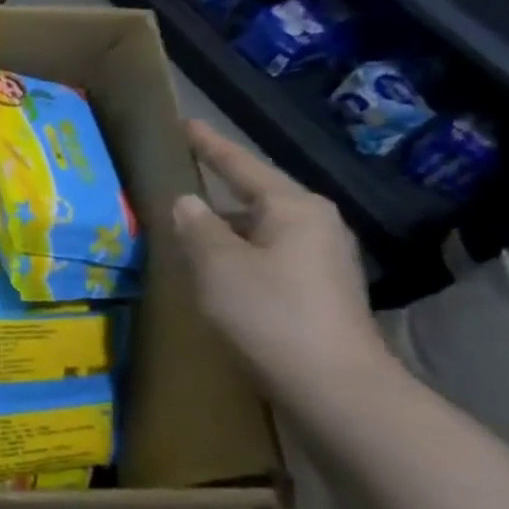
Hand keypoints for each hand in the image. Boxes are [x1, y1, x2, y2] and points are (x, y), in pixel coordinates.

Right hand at [172, 120, 390, 396]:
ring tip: (184, 231)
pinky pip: (266, 255)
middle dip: (215, 192)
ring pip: (259, 229)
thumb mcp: (218, 265)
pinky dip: (236, 254)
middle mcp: (315, 223)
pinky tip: (213, 270)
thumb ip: (197, 228)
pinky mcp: (317, 287)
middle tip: (176, 184)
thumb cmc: (269, 313)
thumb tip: (187, 202)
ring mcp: (321, 257)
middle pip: (254, 196)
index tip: (185, 124)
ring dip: (223, 229)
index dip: (210, 146)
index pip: (242, 166)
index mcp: (294, 208)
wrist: (332, 383)